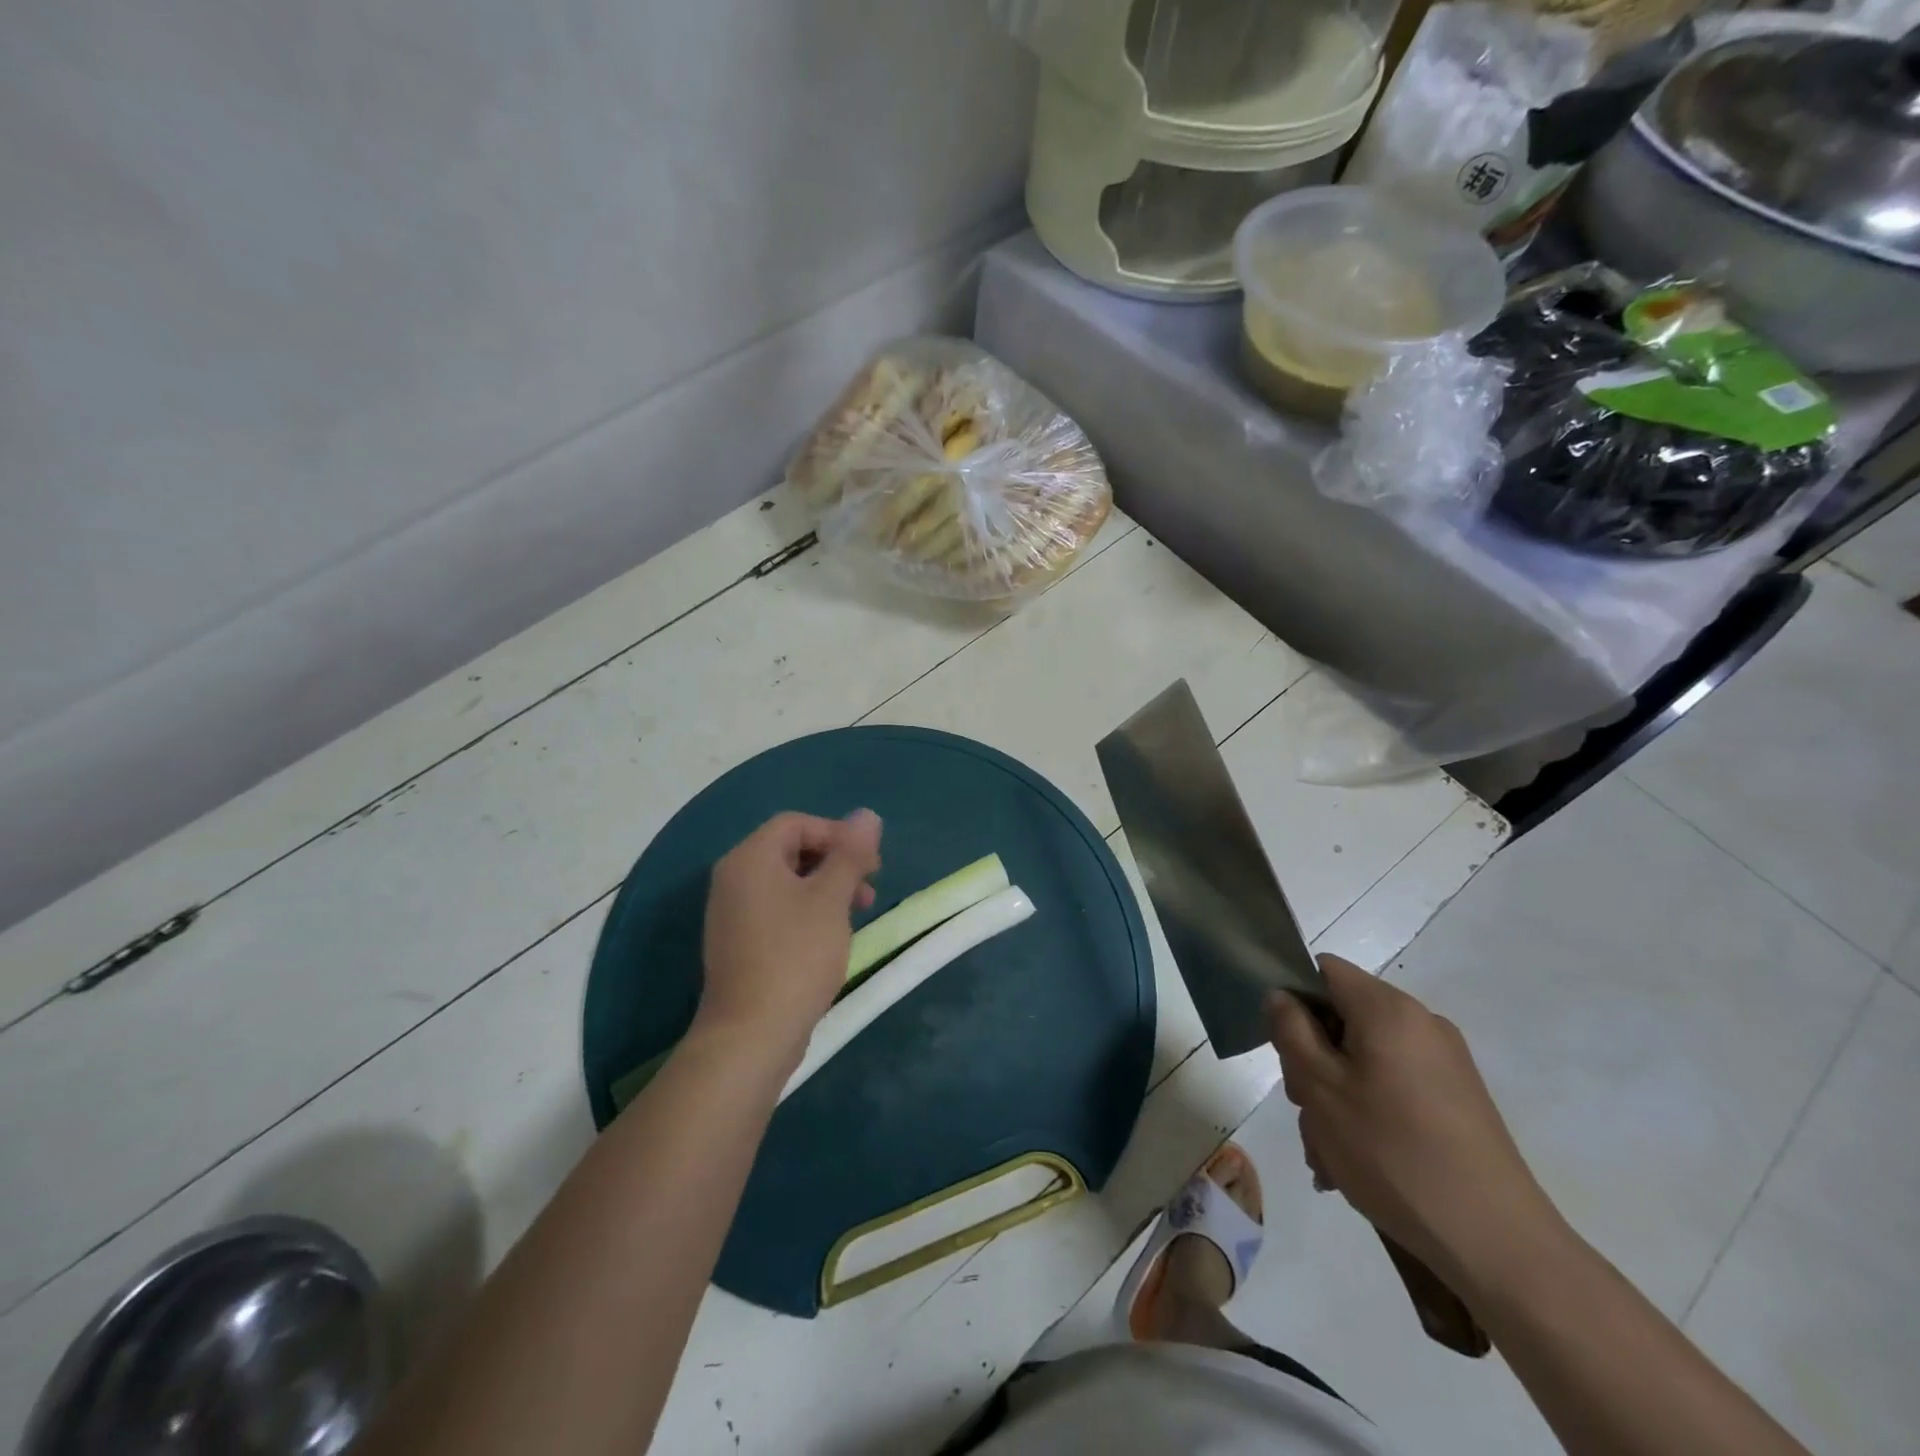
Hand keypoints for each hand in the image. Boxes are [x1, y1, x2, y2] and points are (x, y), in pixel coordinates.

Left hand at [695, 810, 881, 1069]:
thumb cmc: (795, 956)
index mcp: (749, 859)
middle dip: (835, 862)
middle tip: (868, 888)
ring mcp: (732, 914)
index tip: (869, 863)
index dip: (836, 834)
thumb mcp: (831, 899)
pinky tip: (830, 937)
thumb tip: (866, 815)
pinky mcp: (739, 944)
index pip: (795, 824)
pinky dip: (807, 912)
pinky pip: (777, 910)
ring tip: (857, 914)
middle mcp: (733, 879)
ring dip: (826, 888)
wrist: (751, 1035)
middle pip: (790, 850)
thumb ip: (850, 854)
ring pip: (786, 882)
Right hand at [1266, 955, 1561, 1288]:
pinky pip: (1395, 1088)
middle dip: (1314, 1060)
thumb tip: (1282, 996)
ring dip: (1337, 1096)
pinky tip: (1358, 1164)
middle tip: (1305, 1111)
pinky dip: (1370, 1113)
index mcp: (1388, 1009)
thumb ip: (1290, 1030)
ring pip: (1365, 1060)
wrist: (1497, 1243)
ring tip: (1329, 1155)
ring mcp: (1446, 1064)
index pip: (1324, 971)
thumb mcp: (1319, 1086)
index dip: (1294, 999)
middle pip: (1344, 1019)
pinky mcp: (1459, 1102)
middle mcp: (1422, 1024)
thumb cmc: (1392, 1151)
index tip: (1284, 1048)